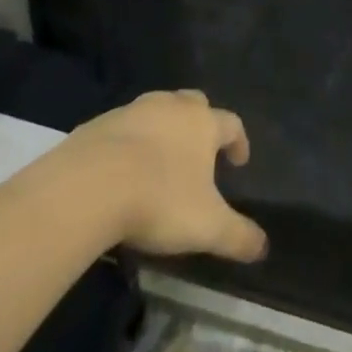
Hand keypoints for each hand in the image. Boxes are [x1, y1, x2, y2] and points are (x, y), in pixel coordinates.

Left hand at [64, 90, 268, 262]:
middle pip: (194, 104)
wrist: (88, 185)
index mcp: (202, 122)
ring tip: (160, 160)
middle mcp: (171, 106)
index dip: (239, 141)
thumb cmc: (159, 199)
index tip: (239, 161)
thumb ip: (238, 236)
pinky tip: (122, 169)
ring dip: (163, 129)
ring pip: (157, 110)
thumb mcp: (207, 226)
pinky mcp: (99, 123)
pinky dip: (129, 142)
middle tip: (200, 152)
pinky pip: (122, 127)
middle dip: (201, 123)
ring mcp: (132, 111)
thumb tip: (263, 247)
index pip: (231, 123)